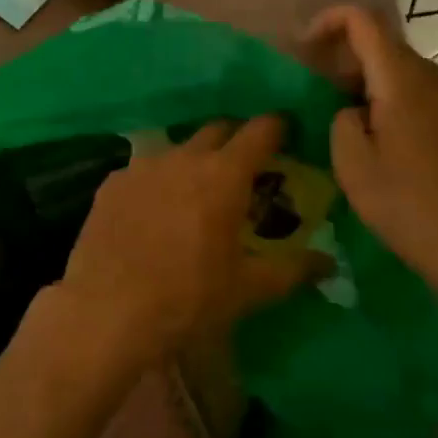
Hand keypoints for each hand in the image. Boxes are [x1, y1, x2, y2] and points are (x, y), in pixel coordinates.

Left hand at [56, 116, 323, 366]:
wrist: (108, 310)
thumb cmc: (188, 298)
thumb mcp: (247, 290)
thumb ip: (292, 270)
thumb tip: (329, 263)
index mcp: (224, 175)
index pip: (259, 131)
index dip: (276, 127)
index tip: (287, 131)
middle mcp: (184, 157)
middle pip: (217, 130)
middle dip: (235, 140)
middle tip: (245, 166)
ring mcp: (143, 165)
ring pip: (178, 149)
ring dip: (194, 161)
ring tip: (196, 192)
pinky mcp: (112, 182)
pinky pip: (144, 170)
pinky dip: (158, 182)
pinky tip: (153, 212)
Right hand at [306, 6, 437, 325]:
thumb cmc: (411, 207)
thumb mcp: (353, 165)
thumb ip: (341, 120)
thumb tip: (353, 110)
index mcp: (404, 79)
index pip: (363, 20)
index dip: (328, 22)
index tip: (305, 51)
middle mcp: (436, 78)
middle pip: (385, 46)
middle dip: (347, 61)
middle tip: (322, 100)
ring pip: (406, 74)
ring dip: (373, 86)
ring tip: (355, 129)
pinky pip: (427, 97)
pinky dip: (399, 104)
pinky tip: (393, 149)